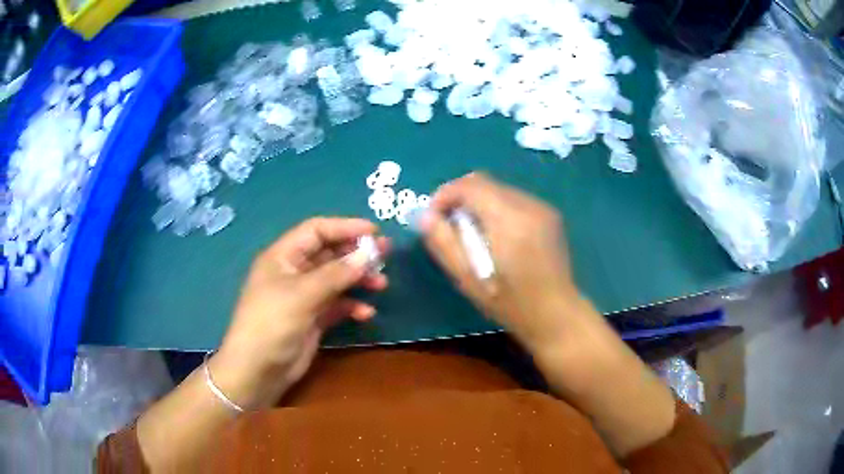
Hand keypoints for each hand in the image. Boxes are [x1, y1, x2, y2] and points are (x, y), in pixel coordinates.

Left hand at [212, 218, 388, 409]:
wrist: (258, 371)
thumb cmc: (272, 323)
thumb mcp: (302, 295)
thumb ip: (336, 274)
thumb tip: (368, 254)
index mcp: (283, 257)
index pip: (316, 231)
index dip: (345, 227)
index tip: (374, 232)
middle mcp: (294, 272)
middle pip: (329, 253)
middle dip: (356, 253)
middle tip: (386, 255)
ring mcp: (304, 296)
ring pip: (336, 279)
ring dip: (358, 279)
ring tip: (381, 284)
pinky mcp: (312, 318)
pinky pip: (337, 305)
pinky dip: (352, 306)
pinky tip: (366, 313)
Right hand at [422, 174, 676, 455]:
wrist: (565, 326)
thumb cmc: (519, 313)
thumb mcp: (475, 284)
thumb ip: (448, 246)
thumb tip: (427, 219)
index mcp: (513, 221)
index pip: (471, 184)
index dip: (447, 194)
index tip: (436, 217)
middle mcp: (532, 208)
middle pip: (485, 183)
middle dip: (461, 200)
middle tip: (451, 230)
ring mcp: (545, 213)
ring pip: (501, 193)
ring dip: (480, 208)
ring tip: (473, 240)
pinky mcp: (551, 222)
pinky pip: (514, 204)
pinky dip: (496, 214)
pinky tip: (497, 244)